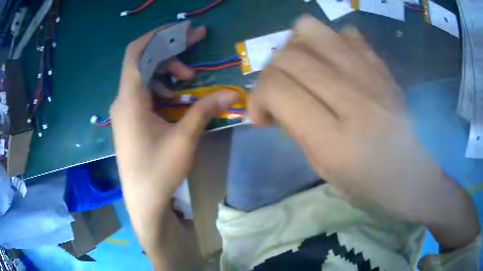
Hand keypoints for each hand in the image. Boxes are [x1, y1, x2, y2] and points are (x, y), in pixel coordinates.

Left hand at [111, 23, 238, 268]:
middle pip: (144, 60)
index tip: (182, 29)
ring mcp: (126, 109)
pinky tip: (176, 97)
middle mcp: (123, 99)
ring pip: (146, 75)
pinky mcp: (130, 118)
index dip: (157, 35)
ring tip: (189, 79)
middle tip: (197, 42)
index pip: (136, 52)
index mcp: (129, 99)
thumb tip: (230, 92)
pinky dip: (162, 86)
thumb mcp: (183, 139)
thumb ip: (203, 110)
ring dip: (168, 70)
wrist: (143, 201)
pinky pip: (145, 92)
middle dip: (171, 48)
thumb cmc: (158, 172)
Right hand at [248, 15, 478, 249]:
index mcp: (335, 139)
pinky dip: (329, 42)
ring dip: (294, 48)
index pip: (277, 88)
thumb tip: (276, 102)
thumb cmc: (372, 185)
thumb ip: (297, 130)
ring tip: (302, 69)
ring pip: (311, 30)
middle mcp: (353, 97)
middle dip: (271, 74)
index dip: (257, 97)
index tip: (262, 115)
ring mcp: (371, 74)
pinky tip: (334, 64)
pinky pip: (344, 33)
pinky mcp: (382, 65)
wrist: (416, 174)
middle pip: (289, 56)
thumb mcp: (326, 170)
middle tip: (280, 94)